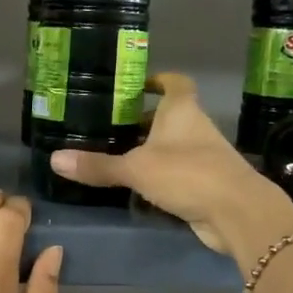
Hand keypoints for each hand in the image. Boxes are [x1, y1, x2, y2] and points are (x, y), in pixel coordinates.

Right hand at [50, 72, 292, 260]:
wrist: (237, 212)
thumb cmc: (187, 174)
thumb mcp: (136, 168)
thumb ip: (98, 165)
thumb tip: (55, 160)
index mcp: (182, 110)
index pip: (175, 83)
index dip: (158, 80)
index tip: (137, 85)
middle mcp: (196, 127)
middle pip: (170, 116)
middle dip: (145, 120)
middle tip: (112, 125)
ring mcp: (204, 156)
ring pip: (174, 145)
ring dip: (152, 149)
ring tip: (118, 155)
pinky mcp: (207, 183)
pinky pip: (178, 172)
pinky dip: (161, 175)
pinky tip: (138, 186)